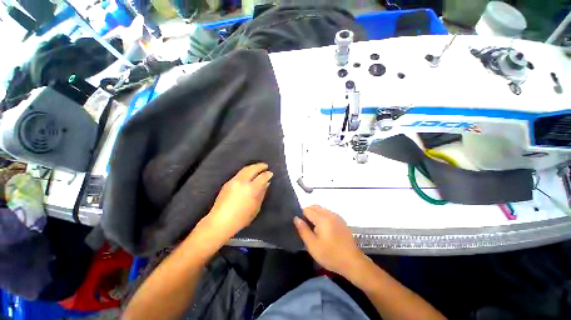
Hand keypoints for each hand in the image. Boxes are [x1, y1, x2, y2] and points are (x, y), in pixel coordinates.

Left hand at [201, 163, 272, 242]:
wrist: (221, 221)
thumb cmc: (242, 218)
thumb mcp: (256, 207)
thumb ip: (262, 193)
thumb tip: (266, 184)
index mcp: (251, 189)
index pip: (262, 177)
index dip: (268, 174)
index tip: (271, 173)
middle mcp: (242, 182)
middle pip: (252, 169)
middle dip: (260, 166)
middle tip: (265, 166)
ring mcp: (234, 181)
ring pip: (245, 169)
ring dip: (252, 167)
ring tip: (258, 167)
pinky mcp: (228, 182)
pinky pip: (239, 173)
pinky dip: (246, 171)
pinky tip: (248, 174)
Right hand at [294, 205, 364, 277]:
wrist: (352, 262)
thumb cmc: (330, 255)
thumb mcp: (312, 245)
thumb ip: (303, 230)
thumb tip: (296, 218)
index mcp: (322, 218)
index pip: (307, 209)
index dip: (301, 216)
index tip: (301, 226)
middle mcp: (329, 213)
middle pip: (314, 207)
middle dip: (308, 213)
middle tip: (306, 227)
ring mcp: (336, 216)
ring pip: (321, 209)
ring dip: (315, 214)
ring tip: (314, 228)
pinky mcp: (341, 220)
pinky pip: (328, 213)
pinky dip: (322, 216)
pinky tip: (323, 229)